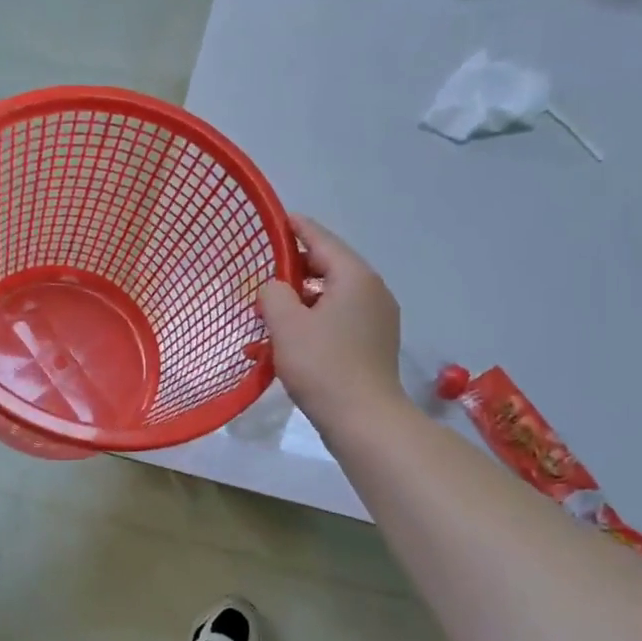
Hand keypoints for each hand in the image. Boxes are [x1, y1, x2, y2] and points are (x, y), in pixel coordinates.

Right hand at [257, 215, 403, 430]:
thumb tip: (275, 287)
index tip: (275, 220)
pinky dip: (317, 315)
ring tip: (274, 304)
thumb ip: (273, 292)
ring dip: (304, 295)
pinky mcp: (374, 342)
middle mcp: (372, 290)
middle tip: (264, 269)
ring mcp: (378, 318)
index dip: (295, 227)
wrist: (365, 420)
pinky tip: (295, 332)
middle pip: (329, 265)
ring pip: (334, 293)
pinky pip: (341, 315)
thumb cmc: (323, 365)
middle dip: (296, 266)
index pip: (321, 239)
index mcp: (354, 277)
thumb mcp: (286, 324)